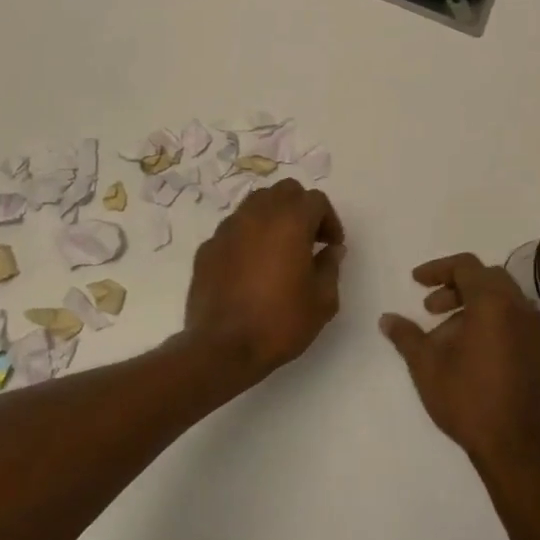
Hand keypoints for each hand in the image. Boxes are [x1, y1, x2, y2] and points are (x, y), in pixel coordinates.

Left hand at [183, 178, 345, 379]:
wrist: (222, 348)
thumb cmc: (279, 322)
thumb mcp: (322, 301)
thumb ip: (330, 267)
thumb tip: (331, 250)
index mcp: (289, 222)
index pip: (316, 200)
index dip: (329, 220)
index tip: (332, 246)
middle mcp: (257, 215)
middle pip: (284, 191)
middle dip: (301, 208)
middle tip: (309, 239)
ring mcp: (227, 229)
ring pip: (255, 204)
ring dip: (272, 217)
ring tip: (279, 249)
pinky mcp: (207, 247)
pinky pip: (233, 229)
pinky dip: (248, 237)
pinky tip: (251, 267)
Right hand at [379, 254, 539, 473]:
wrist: (516, 447)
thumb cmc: (468, 399)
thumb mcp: (426, 365)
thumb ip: (406, 336)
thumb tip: (387, 319)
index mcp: (493, 303)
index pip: (466, 266)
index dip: (438, 269)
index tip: (416, 282)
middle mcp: (520, 308)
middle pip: (487, 278)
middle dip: (455, 287)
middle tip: (430, 308)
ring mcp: (535, 330)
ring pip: (503, 299)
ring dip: (473, 304)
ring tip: (446, 334)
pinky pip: (515, 319)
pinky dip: (491, 321)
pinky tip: (471, 350)